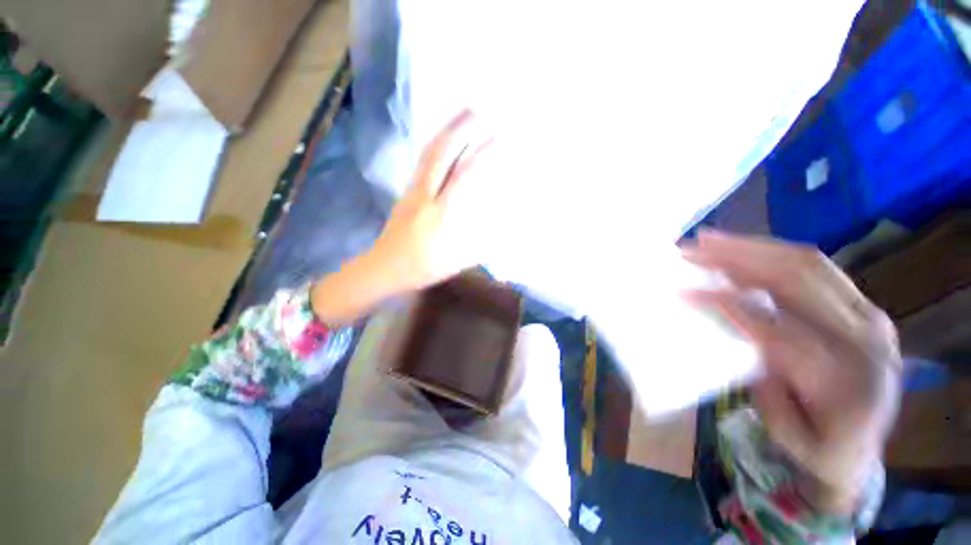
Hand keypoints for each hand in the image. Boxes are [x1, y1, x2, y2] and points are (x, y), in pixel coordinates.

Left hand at [365, 110, 492, 292]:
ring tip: (462, 114)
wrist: (384, 267)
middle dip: (460, 128)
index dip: (481, 156)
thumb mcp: (456, 262)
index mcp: (439, 215)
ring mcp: (412, 190)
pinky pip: (423, 162)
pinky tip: (445, 139)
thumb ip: (480, 245)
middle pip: (440, 154)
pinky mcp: (406, 191)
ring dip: (446, 131)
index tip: (498, 140)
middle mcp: (424, 195)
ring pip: (428, 154)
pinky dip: (436, 145)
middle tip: (478, 110)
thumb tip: (502, 230)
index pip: (462, 177)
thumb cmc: (422, 268)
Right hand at [683, 231, 902, 514]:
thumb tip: (737, 325)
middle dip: (737, 258)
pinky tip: (744, 249)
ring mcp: (868, 315)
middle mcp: (865, 338)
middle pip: (797, 281)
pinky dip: (774, 253)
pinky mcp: (861, 304)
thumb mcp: (783, 427)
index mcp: (845, 381)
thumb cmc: (818, 447)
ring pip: (808, 264)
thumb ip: (763, 376)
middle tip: (694, 247)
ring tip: (711, 239)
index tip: (683, 291)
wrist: (865, 446)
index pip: (777, 328)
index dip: (726, 305)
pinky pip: (815, 268)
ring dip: (753, 247)